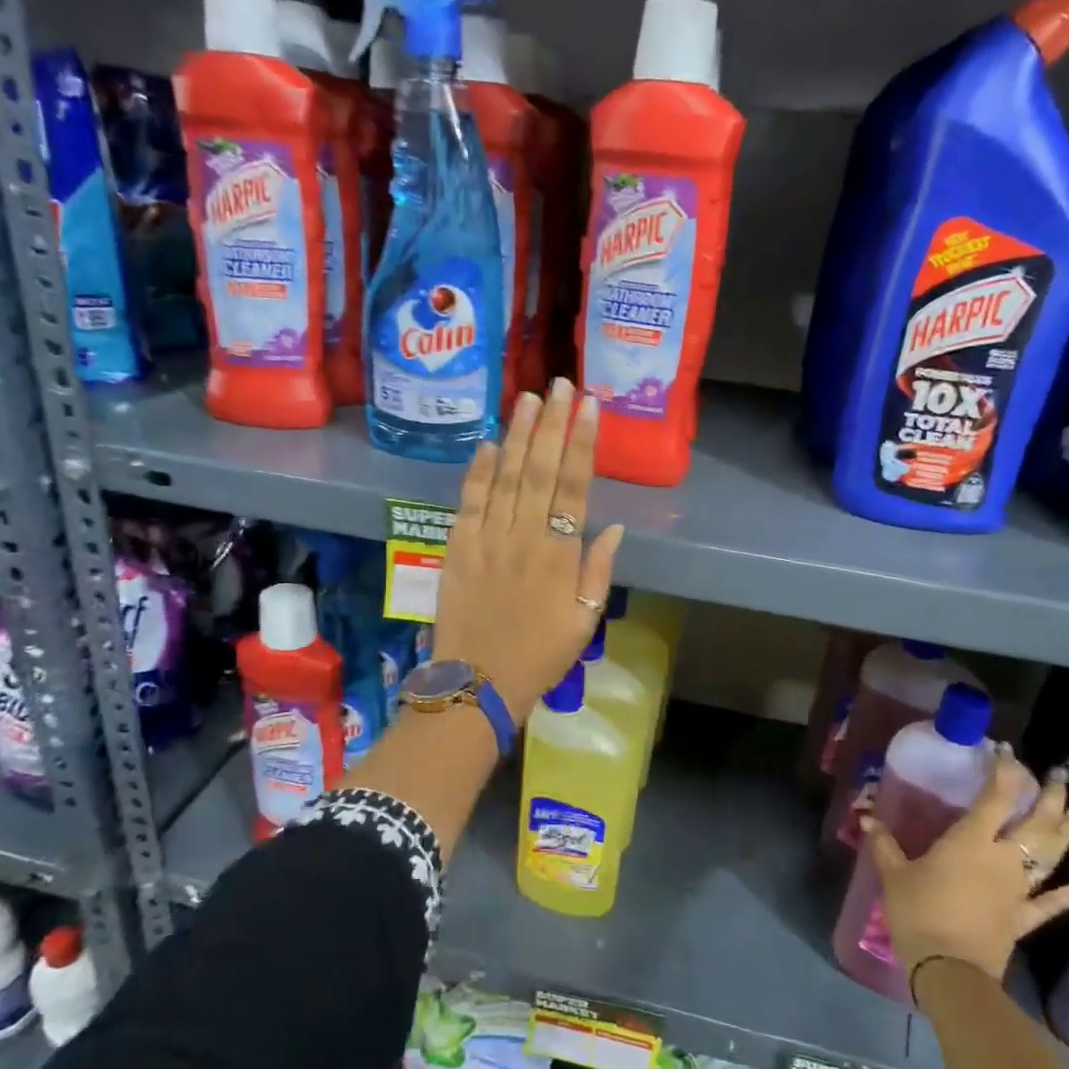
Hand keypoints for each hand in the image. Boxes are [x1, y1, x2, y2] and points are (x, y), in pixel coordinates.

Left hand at [432, 380, 624, 721]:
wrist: (478, 683)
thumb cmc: (539, 656)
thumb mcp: (584, 622)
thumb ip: (597, 572)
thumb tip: (610, 528)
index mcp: (560, 556)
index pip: (574, 487)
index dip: (583, 444)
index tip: (589, 408)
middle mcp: (524, 537)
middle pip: (541, 471)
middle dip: (553, 425)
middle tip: (560, 385)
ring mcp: (487, 539)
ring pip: (506, 477)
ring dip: (519, 436)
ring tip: (529, 399)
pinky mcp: (457, 547)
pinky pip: (469, 501)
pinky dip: (479, 471)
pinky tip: (489, 443)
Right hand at [856, 746, 1068, 985]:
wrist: (949, 970)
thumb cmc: (918, 912)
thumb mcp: (893, 874)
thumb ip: (885, 843)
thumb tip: (867, 815)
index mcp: (970, 842)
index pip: (994, 798)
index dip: (1003, 772)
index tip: (1005, 751)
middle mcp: (1003, 859)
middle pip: (1035, 824)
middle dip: (1048, 797)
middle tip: (1058, 776)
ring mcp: (1018, 890)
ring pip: (1049, 858)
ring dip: (1062, 834)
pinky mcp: (1022, 920)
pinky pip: (1048, 905)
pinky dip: (1066, 897)